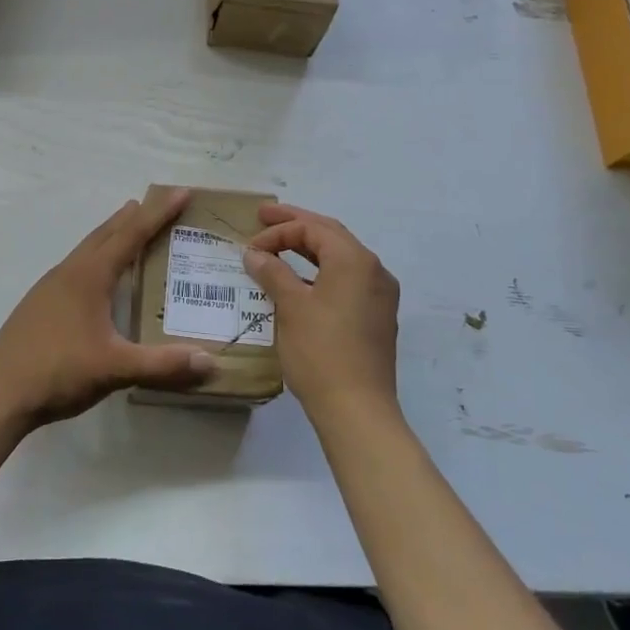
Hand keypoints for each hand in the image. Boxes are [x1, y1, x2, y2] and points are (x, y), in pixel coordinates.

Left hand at [0, 189, 216, 425]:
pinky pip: (76, 266)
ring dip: (111, 235)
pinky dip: (96, 257)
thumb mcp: (115, 369)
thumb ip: (162, 365)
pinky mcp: (38, 304)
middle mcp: (69, 272)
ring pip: (87, 249)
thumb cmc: (58, 372)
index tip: (180, 192)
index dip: (158, 214)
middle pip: (106, 234)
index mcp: (89, 276)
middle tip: (156, 202)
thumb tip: (210, 362)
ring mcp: (49, 287)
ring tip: (128, 227)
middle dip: (133, 217)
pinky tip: (97, 278)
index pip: (131, 235)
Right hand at [243, 204, 399, 423]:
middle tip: (264, 218)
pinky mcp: (377, 317)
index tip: (250, 247)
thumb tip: (254, 253)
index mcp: (355, 260)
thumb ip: (272, 272)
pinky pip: (347, 279)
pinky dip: (321, 272)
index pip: (313, 229)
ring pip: (340, 257)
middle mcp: (374, 270)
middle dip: (296, 225)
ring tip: (279, 246)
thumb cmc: (321, 352)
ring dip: (309, 249)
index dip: (278, 231)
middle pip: (330, 235)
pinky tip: (300, 282)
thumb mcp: (290, 307)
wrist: (358, 410)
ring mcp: (379, 295)